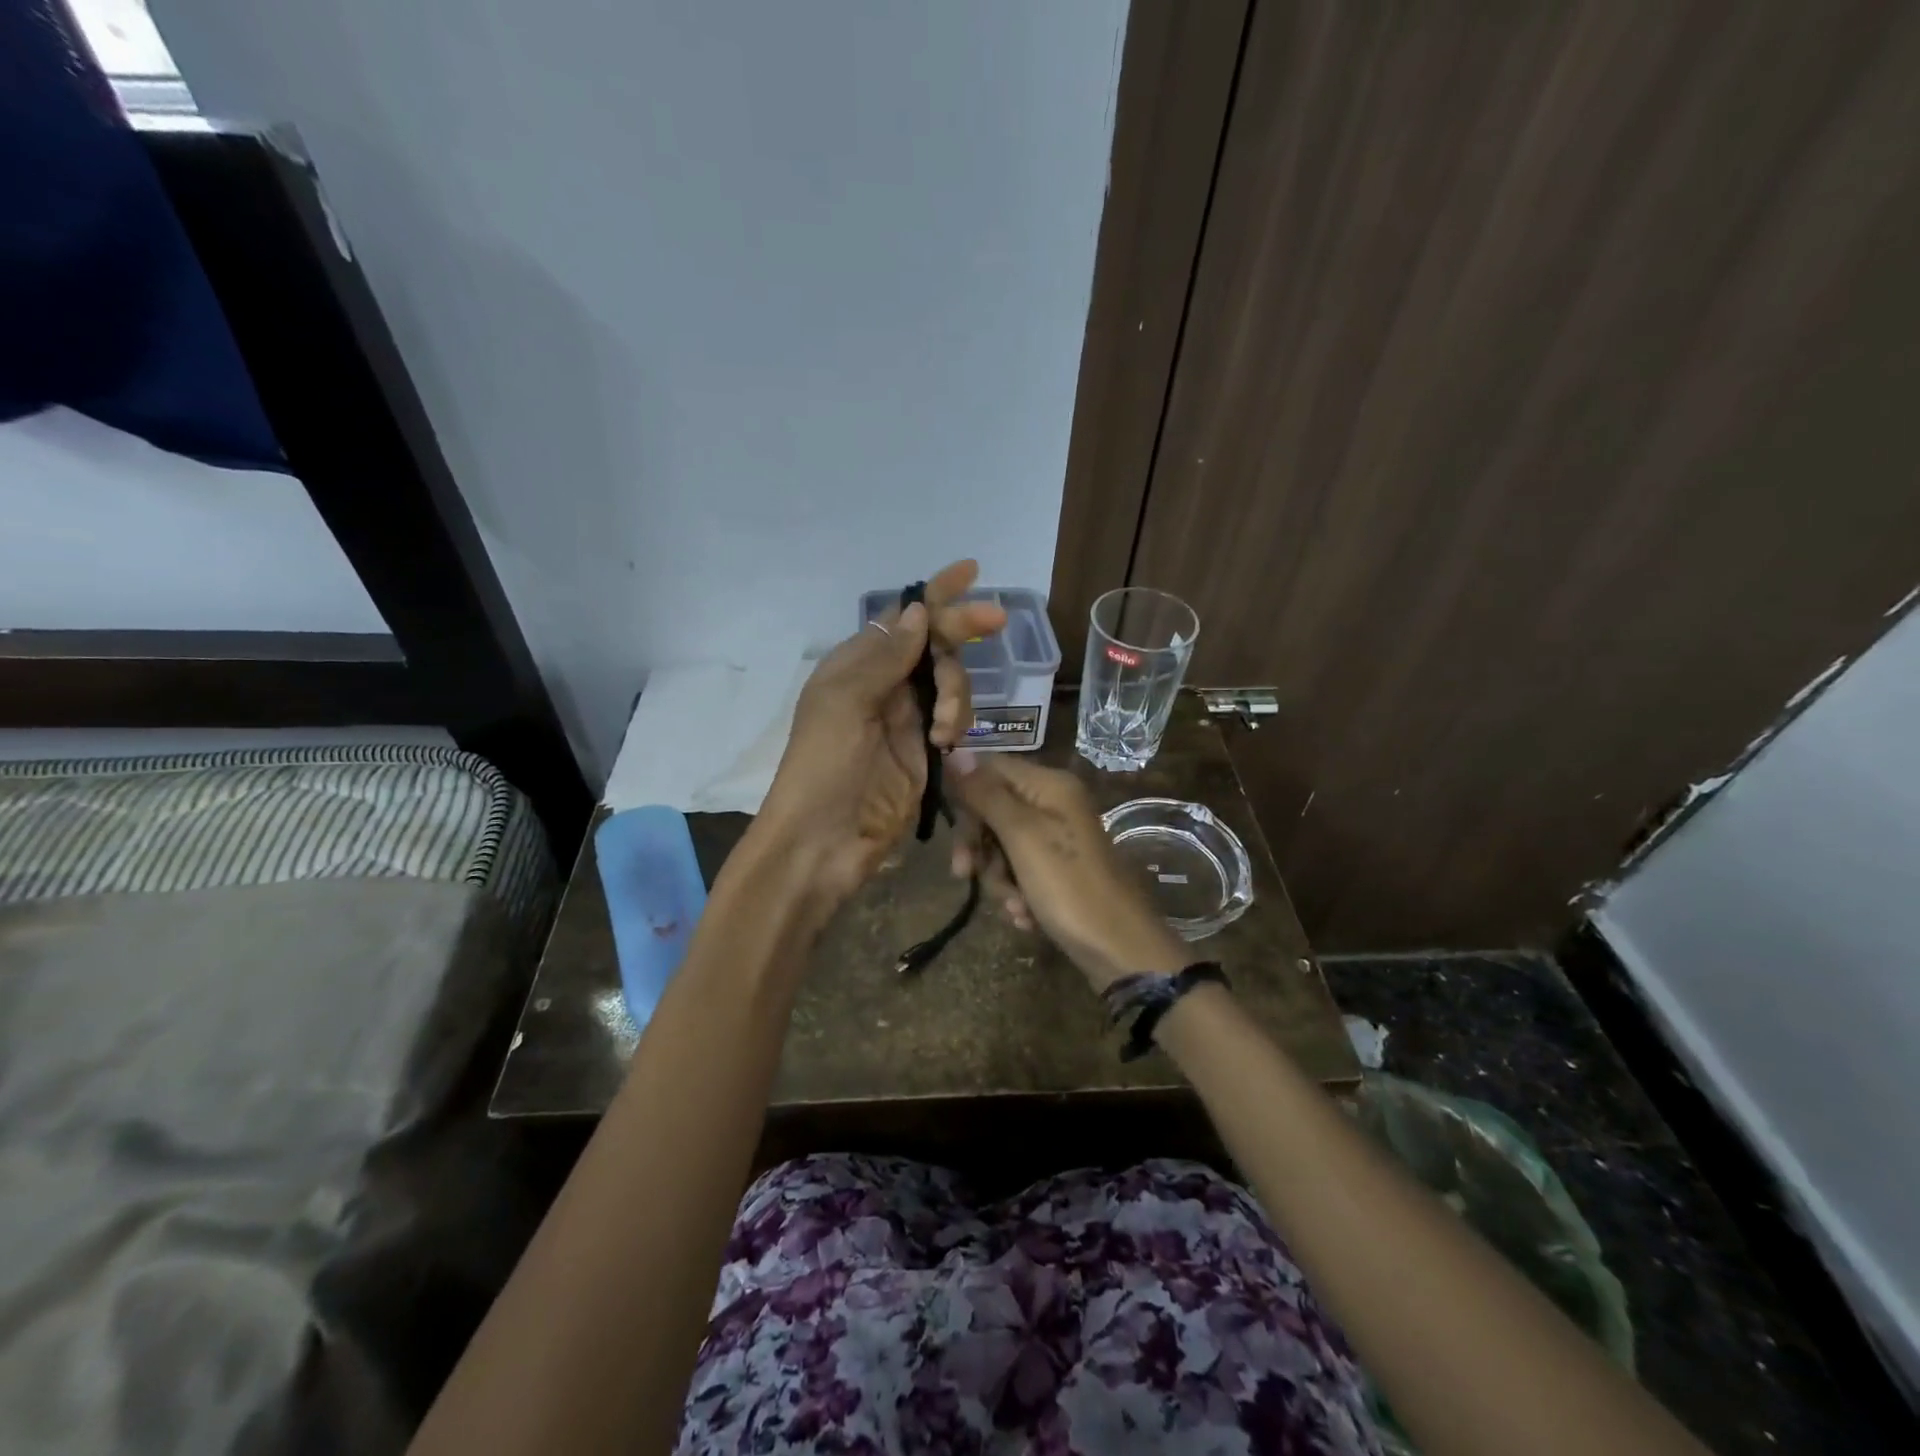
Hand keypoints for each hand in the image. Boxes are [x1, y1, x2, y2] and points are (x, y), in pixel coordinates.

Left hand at [753, 560, 1006, 919]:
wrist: (824, 842)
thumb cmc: (824, 767)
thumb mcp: (846, 703)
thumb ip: (886, 656)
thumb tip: (917, 611)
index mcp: (855, 665)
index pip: (901, 619)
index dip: (935, 595)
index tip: (971, 571)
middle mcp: (882, 685)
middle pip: (933, 645)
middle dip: (962, 632)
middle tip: (998, 621)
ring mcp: (905, 720)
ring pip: (950, 682)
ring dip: (956, 694)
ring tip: (943, 730)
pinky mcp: (924, 752)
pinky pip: (954, 720)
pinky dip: (958, 723)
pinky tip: (948, 744)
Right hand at [946, 753, 1188, 991]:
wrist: (1119, 949)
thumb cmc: (1069, 886)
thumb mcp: (1022, 836)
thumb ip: (987, 794)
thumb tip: (957, 752)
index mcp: (1049, 785)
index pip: (989, 769)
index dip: (966, 797)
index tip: (954, 834)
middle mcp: (1054, 804)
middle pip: (993, 809)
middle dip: (980, 846)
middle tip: (965, 874)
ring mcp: (1057, 839)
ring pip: (1002, 846)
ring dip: (999, 878)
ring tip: (1015, 905)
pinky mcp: (1058, 871)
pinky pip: (1020, 871)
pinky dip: (1017, 893)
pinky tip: (1025, 916)